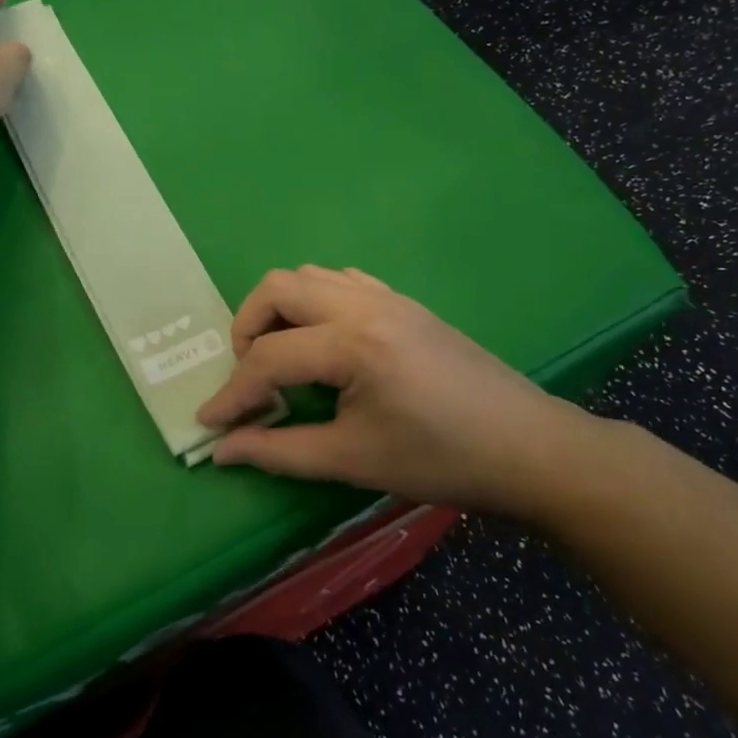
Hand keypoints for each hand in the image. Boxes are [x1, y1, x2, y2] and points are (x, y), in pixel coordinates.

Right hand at [196, 266, 607, 516]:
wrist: (528, 448)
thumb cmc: (441, 461)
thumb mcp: (353, 460)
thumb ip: (278, 450)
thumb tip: (220, 449)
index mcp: (353, 344)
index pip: (268, 358)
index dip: (232, 393)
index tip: (209, 422)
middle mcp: (364, 304)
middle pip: (277, 288)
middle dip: (247, 328)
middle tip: (251, 376)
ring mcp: (387, 296)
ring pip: (308, 276)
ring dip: (281, 310)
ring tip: (284, 358)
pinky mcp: (404, 302)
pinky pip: (342, 281)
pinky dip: (315, 302)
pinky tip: (325, 342)